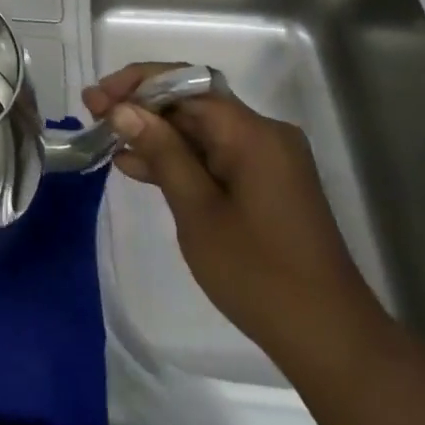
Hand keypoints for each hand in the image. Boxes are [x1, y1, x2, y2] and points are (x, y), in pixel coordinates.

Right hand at [83, 64, 389, 374]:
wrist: (330, 340)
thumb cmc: (258, 275)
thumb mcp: (198, 211)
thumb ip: (161, 152)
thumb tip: (124, 109)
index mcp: (252, 132)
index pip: (186, 84)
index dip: (137, 84)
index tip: (98, 97)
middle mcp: (263, 134)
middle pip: (192, 102)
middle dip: (141, 106)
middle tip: (93, 114)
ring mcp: (267, 159)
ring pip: (200, 129)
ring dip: (156, 133)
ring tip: (106, 138)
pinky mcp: (266, 184)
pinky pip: (215, 155)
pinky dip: (180, 159)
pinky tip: (138, 167)